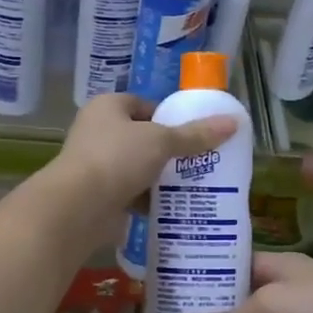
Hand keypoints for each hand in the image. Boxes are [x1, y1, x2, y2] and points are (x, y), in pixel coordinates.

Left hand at [43, 93, 238, 248]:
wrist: (79, 207)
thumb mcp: (162, 141)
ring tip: (192, 184)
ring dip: (158, 177)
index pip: (143, 105)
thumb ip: (196, 135)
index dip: (168, 117)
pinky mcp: (98, 195)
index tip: (193, 132)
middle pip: (141, 138)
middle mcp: (97, 132)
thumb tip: (234, 123)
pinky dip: (148, 200)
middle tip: (198, 160)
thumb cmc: (117, 159)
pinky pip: (131, 193)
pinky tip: (172, 207)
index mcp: (107, 107)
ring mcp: (95, 165)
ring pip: (137, 167)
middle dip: (167, 150)